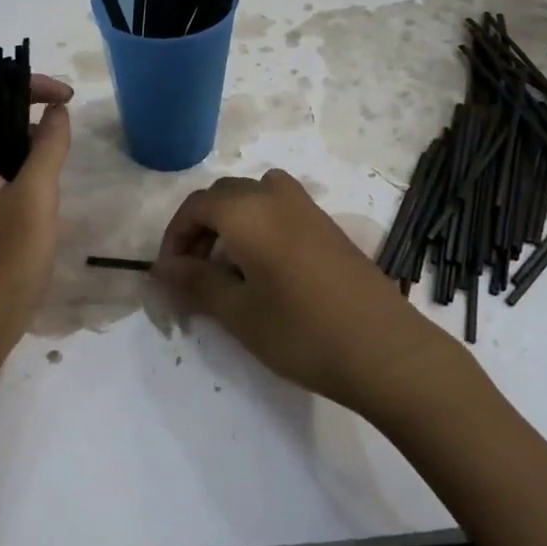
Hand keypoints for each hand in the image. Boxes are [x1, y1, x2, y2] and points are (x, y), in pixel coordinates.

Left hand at [0, 74, 73, 375]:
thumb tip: (58, 111)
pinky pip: (3, 189)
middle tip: (66, 153)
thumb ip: (48, 147)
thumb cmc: (3, 261)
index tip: (70, 100)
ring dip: (34, 160)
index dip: (31, 87)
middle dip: (36, 126)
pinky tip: (46, 214)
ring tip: (57, 188)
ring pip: (3, 161)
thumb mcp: (34, 198)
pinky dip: (28, 186)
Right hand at [153, 170, 443, 410]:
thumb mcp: (238, 312)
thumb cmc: (301, 332)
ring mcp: (309, 209)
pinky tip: (267, 270)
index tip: (169, 275)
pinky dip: (261, 226)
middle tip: (194, 273)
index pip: (196, 206)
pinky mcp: (330, 227)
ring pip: (255, 197)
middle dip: (201, 228)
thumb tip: (161, 268)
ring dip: (232, 222)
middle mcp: (277, 197)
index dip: (175, 237)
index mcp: (248, 211)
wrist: (385, 350)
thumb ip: (195, 282)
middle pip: (225, 195)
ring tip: (229, 267)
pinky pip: (281, 209)